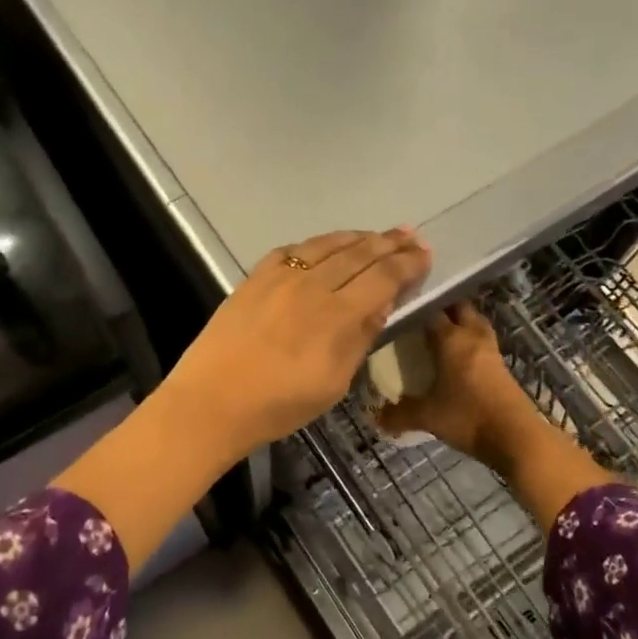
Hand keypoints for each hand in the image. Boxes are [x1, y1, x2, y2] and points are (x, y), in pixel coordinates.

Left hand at [163, 228, 432, 462]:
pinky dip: (315, 246)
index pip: (382, 277)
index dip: (407, 264)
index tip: (425, 253)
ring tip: (376, 235)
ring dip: (356, 237)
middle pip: (358, 254)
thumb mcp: (334, 383)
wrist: (212, 401)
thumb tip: (381, 304)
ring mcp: (280, 277)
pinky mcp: (254, 278)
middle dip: (389, 242)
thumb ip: (359, 339)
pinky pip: (292, 251)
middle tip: (410, 234)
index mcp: (337, 314)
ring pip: (326, 245)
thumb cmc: (279, 404)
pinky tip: (322, 248)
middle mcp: (312, 285)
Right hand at [374, 302, 538, 465]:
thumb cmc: (467, 417)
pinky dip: (471, 341)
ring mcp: (491, 350)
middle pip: (459, 308)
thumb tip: (376, 417)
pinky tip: (459, 356)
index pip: (431, 312)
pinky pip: (483, 342)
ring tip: (442, 331)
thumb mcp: (427, 416)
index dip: (415, 309)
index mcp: (451, 339)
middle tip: (422, 317)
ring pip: (475, 323)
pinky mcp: (502, 366)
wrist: (515, 436)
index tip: (400, 312)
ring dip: (461, 322)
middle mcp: (472, 337)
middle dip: (442, 307)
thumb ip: (399, 414)